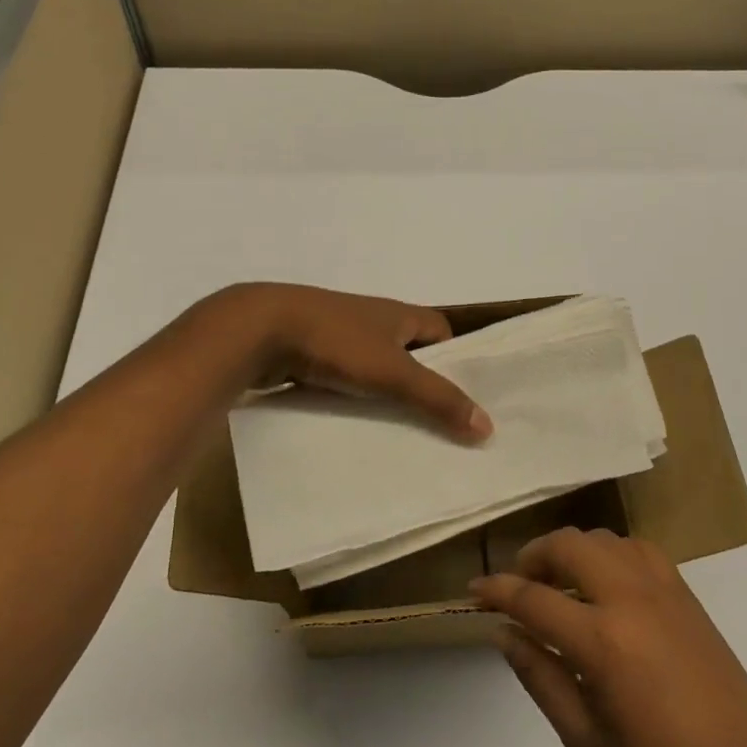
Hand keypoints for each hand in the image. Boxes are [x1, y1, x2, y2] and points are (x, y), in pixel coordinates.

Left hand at [209, 283, 492, 440]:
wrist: (258, 331)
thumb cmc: (336, 342)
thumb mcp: (394, 373)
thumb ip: (438, 399)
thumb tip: (488, 426)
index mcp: (397, 314)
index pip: (440, 331)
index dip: (455, 358)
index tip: (463, 394)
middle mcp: (371, 319)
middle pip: (408, 351)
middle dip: (421, 382)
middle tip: (437, 423)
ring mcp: (337, 335)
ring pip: (373, 367)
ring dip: (385, 393)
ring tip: (399, 432)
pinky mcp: (310, 353)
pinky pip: (343, 378)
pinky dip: (352, 398)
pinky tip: (354, 425)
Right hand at [472, 527, 746, 746]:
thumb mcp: (584, 739)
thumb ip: (539, 677)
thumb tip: (503, 632)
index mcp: (601, 641)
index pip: (533, 597)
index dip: (497, 590)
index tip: (475, 590)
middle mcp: (628, 598)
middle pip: (566, 545)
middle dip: (532, 557)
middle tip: (518, 585)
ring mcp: (661, 588)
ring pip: (600, 539)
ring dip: (569, 550)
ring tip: (559, 582)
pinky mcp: (684, 590)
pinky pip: (635, 547)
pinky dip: (608, 552)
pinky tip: (604, 581)